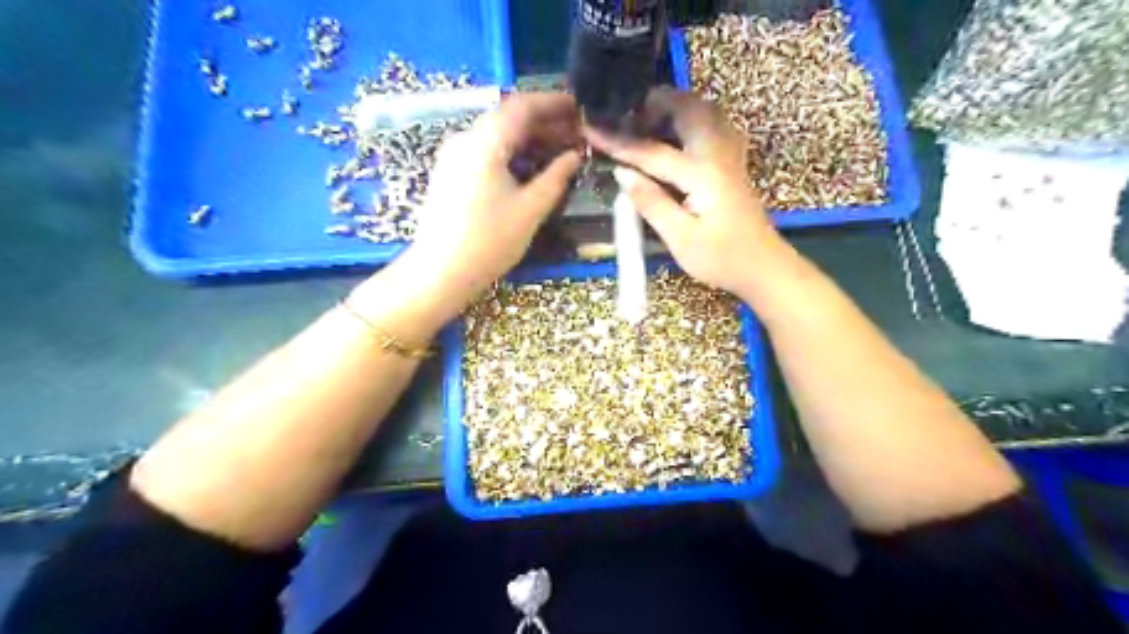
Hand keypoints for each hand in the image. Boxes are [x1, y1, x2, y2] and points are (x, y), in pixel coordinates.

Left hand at [405, 95, 580, 306]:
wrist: (441, 272)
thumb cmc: (489, 241)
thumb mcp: (530, 209)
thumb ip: (556, 177)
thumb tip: (574, 156)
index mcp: (484, 142)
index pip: (522, 106)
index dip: (553, 103)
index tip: (579, 108)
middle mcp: (465, 140)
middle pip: (508, 118)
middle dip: (544, 123)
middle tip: (576, 133)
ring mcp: (454, 157)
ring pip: (497, 136)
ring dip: (529, 139)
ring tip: (560, 151)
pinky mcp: (451, 174)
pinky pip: (486, 152)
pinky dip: (512, 153)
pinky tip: (531, 168)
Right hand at [587, 83, 781, 293]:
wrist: (764, 268)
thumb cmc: (722, 260)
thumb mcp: (682, 240)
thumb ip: (652, 204)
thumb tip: (622, 175)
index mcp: (702, 174)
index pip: (652, 151)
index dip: (618, 141)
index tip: (590, 127)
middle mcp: (718, 155)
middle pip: (688, 109)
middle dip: (654, 104)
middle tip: (626, 117)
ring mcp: (730, 156)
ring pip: (705, 111)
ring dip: (675, 107)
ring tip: (647, 121)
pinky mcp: (734, 164)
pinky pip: (714, 125)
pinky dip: (692, 118)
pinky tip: (679, 134)